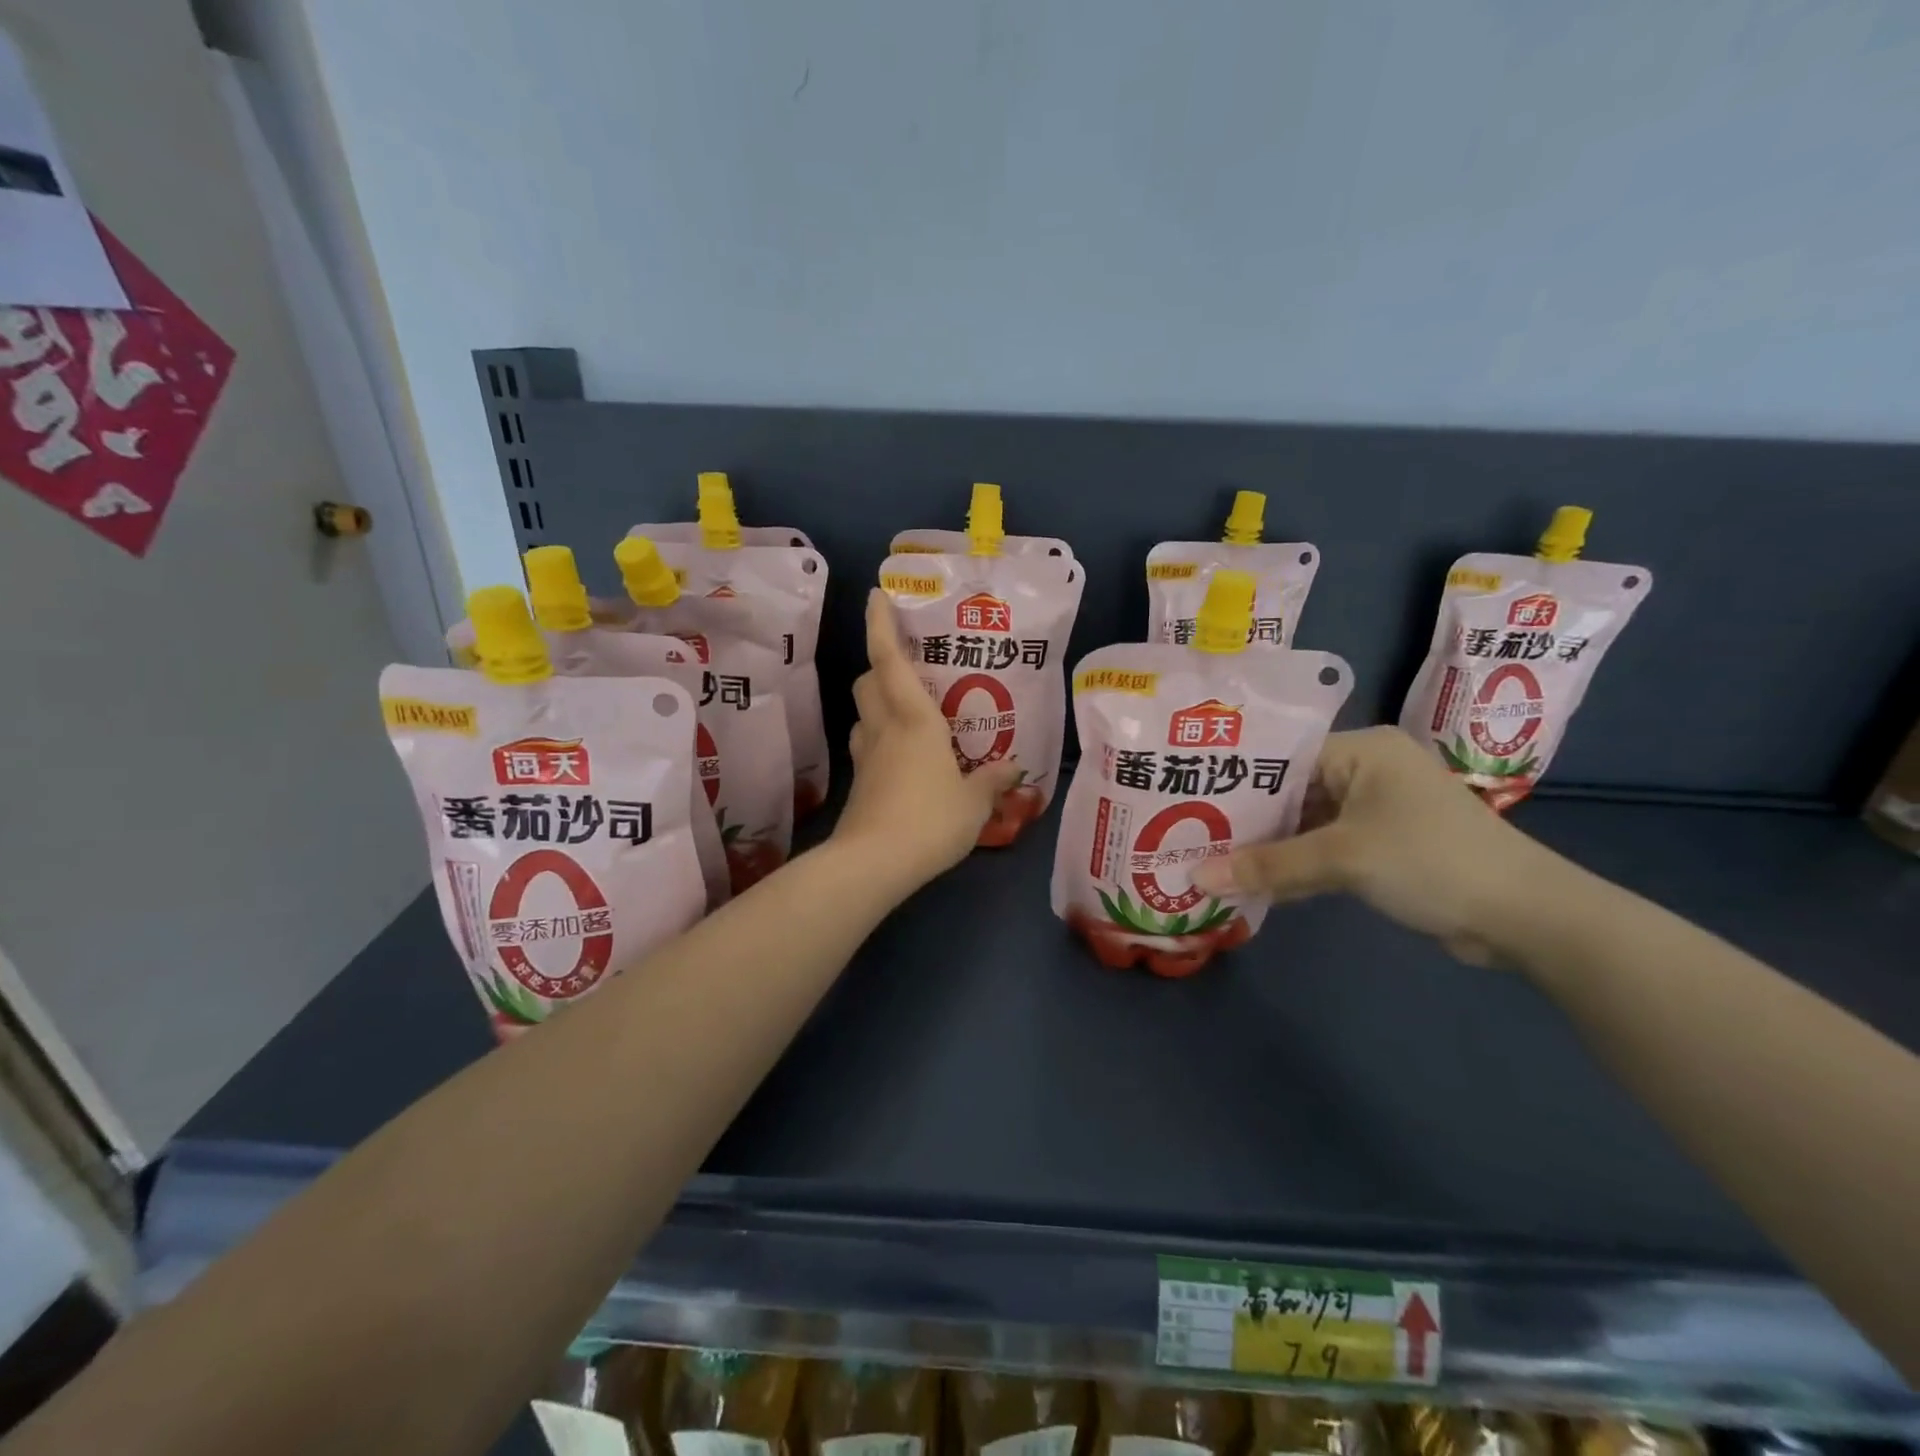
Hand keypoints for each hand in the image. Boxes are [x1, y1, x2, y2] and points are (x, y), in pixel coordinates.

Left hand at [834, 590, 1021, 889]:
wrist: (873, 863)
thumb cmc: (930, 819)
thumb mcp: (974, 802)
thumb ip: (994, 780)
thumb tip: (1016, 767)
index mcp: (914, 719)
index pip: (889, 660)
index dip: (880, 624)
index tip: (876, 596)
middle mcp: (883, 728)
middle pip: (868, 681)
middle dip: (879, 664)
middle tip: (907, 665)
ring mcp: (866, 756)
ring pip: (863, 713)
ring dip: (877, 701)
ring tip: (906, 709)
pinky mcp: (859, 783)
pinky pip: (867, 745)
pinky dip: (880, 737)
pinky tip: (901, 755)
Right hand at [1190, 726, 1578, 965]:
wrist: (1527, 917)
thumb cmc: (1432, 862)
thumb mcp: (1343, 859)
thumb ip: (1268, 866)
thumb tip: (1194, 879)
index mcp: (1363, 749)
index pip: (1282, 756)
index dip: (1235, 779)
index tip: (1187, 797)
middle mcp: (1368, 770)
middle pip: (1290, 790)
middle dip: (1246, 817)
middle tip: (1187, 832)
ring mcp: (1377, 809)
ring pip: (1305, 822)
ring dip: (1268, 845)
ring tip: (1208, 856)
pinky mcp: (1384, 845)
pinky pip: (1325, 846)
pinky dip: (1296, 863)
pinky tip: (1253, 879)